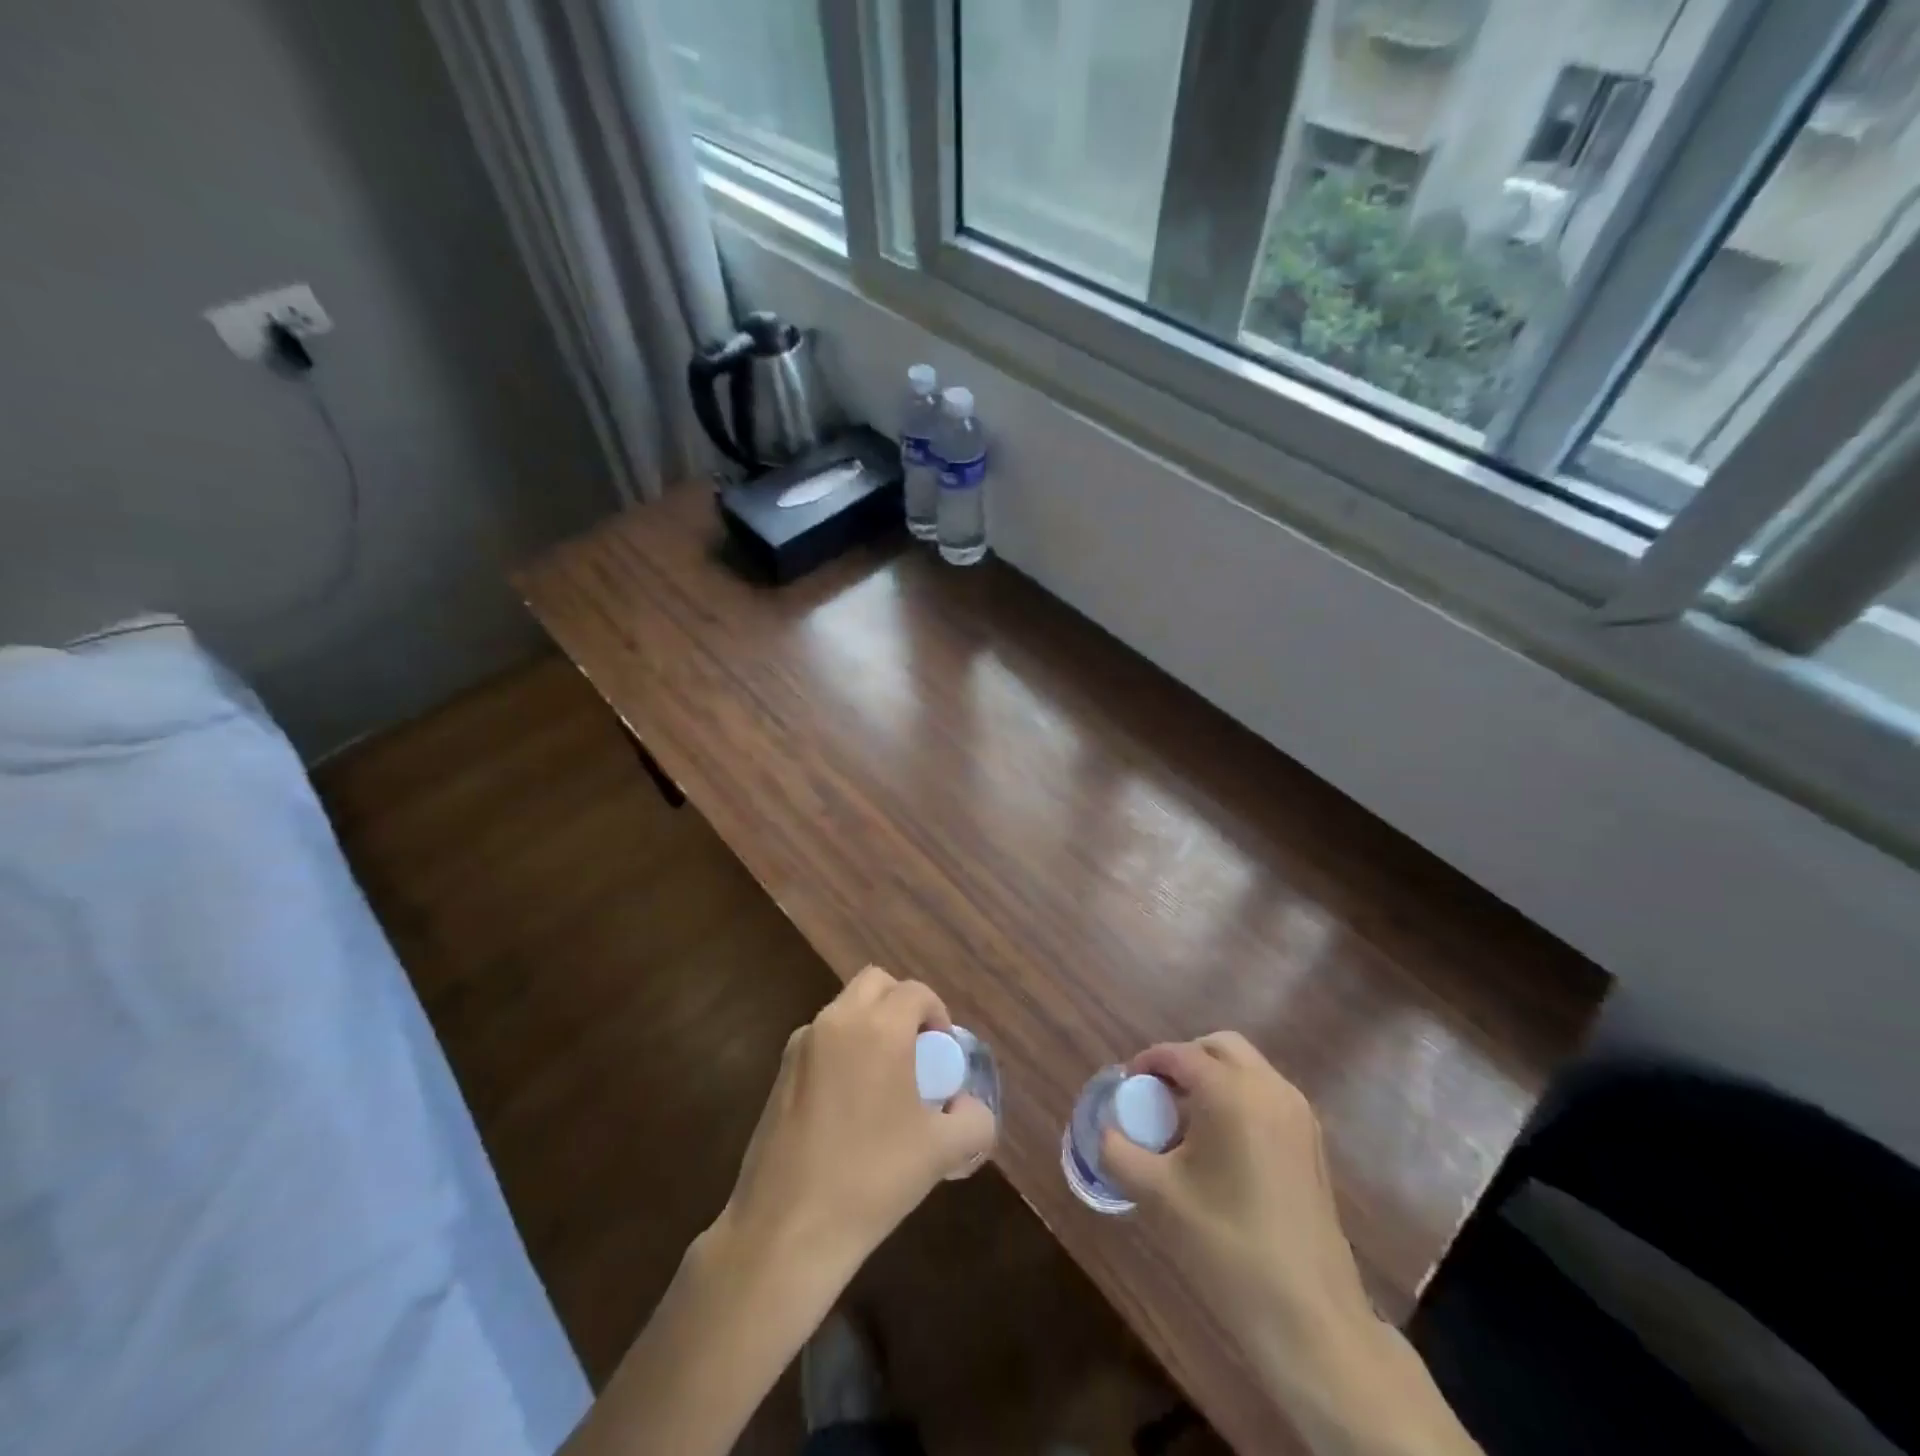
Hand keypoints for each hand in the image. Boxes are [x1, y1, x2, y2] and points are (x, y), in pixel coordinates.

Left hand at [716, 965, 996, 1285]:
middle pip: (875, 983)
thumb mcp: (941, 1152)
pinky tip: (847, 1106)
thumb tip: (971, 1107)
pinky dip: (841, 1051)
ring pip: (844, 1009)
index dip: (937, 1015)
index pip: (916, 992)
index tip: (942, 1054)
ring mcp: (802, 1044)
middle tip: (915, 1052)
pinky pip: (821, 1040)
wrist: (787, 1228)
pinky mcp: (779, 1072)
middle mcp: (837, 1021)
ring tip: (883, 1082)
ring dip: (869, 1026)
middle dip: (900, 1005)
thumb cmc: (872, 1179)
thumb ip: (974, 1120)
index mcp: (879, 1028)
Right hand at [1100, 1033, 1374, 1365]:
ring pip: (1247, 1068)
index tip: (1127, 1086)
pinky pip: (1267, 1095)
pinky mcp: (1312, 1142)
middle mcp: (1268, 1088)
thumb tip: (1105, 1132)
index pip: (1179, 1054)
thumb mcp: (1157, 1195)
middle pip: (1219, 1047)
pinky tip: (1221, 1146)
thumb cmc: (1226, 1245)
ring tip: (1186, 1122)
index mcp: (1230, 1091)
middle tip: (1157, 1094)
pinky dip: (1239, 1098)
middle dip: (1184, 1060)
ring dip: (1214, 1078)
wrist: (1309, 1316)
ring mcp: (1297, 1113)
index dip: (1147, 1063)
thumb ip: (1119, 1152)